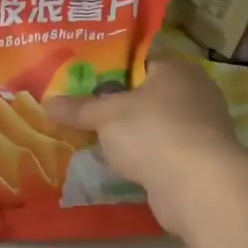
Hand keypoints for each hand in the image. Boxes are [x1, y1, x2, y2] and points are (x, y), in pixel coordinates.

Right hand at [44, 59, 246, 235]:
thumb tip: (46, 103)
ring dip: (129, 134)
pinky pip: (161, 151)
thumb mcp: (106, 115)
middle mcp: (195, 93)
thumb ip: (78, 108)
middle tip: (80, 109)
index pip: (139, 61)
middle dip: (116, 104)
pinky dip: (142, 157)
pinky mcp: (199, 161)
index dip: (109, 69)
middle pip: (146, 94)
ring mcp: (200, 129)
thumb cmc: (153, 133)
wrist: (198, 187)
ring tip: (93, 138)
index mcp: (177, 70)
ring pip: (154, 125)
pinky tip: (118, 164)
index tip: (80, 80)